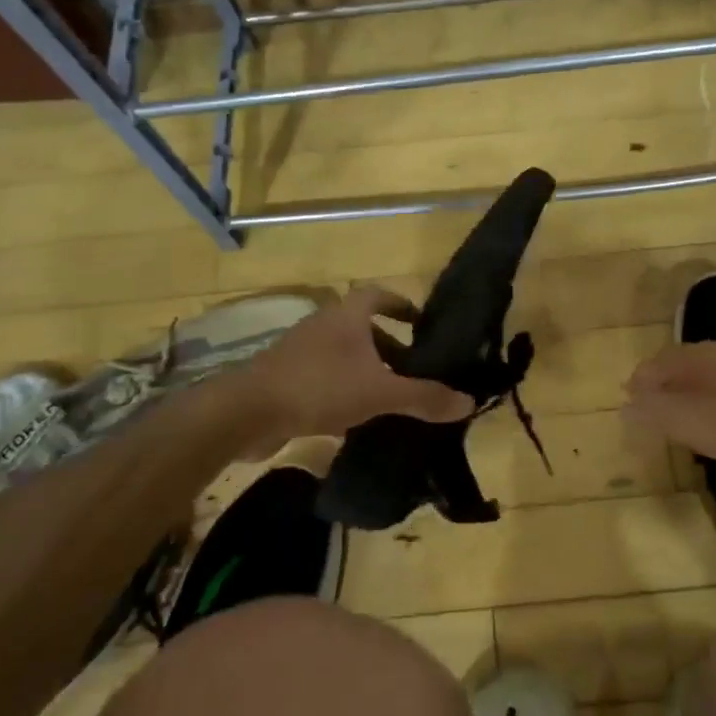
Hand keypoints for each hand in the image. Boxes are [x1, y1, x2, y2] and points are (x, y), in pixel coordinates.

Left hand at [232, 287, 471, 452]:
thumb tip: (469, 402)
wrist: (246, 413)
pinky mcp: (285, 380)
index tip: (420, 321)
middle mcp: (322, 327)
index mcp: (346, 316)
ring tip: (391, 397)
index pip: (377, 295)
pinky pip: (325, 380)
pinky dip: (344, 392)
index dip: (400, 304)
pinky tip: (357, 420)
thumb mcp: (380, 392)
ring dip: (367, 371)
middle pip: (362, 328)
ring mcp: (300, 353)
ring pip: (343, 356)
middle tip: (414, 370)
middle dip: (389, 346)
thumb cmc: (319, 387)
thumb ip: (424, 397)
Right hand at [623, 341, 715, 472]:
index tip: (630, 410)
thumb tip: (625, 405)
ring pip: (702, 377)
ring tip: (680, 422)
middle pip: (677, 367)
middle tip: (652, 417)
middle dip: (660, 390)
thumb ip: (653, 411)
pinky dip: (710, 402)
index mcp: (696, 355)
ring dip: (685, 396)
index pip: (653, 365)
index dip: (637, 387)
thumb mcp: (688, 421)